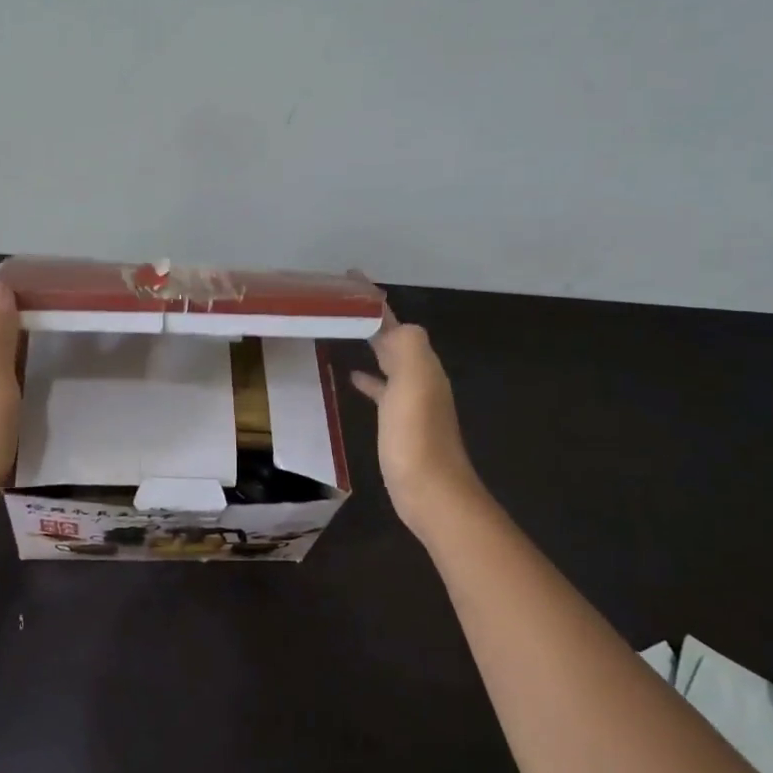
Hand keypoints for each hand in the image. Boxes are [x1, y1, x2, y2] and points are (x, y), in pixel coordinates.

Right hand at [351, 309, 486, 533]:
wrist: (432, 494)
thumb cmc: (416, 439)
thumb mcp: (413, 385)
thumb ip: (406, 347)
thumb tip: (394, 323)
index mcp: (421, 364)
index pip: (396, 321)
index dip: (374, 301)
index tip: (349, 279)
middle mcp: (420, 376)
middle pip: (394, 336)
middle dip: (372, 317)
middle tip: (339, 301)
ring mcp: (411, 401)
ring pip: (389, 360)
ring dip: (370, 343)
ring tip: (342, 331)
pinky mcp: (400, 422)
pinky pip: (383, 389)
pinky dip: (370, 379)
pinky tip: (353, 378)